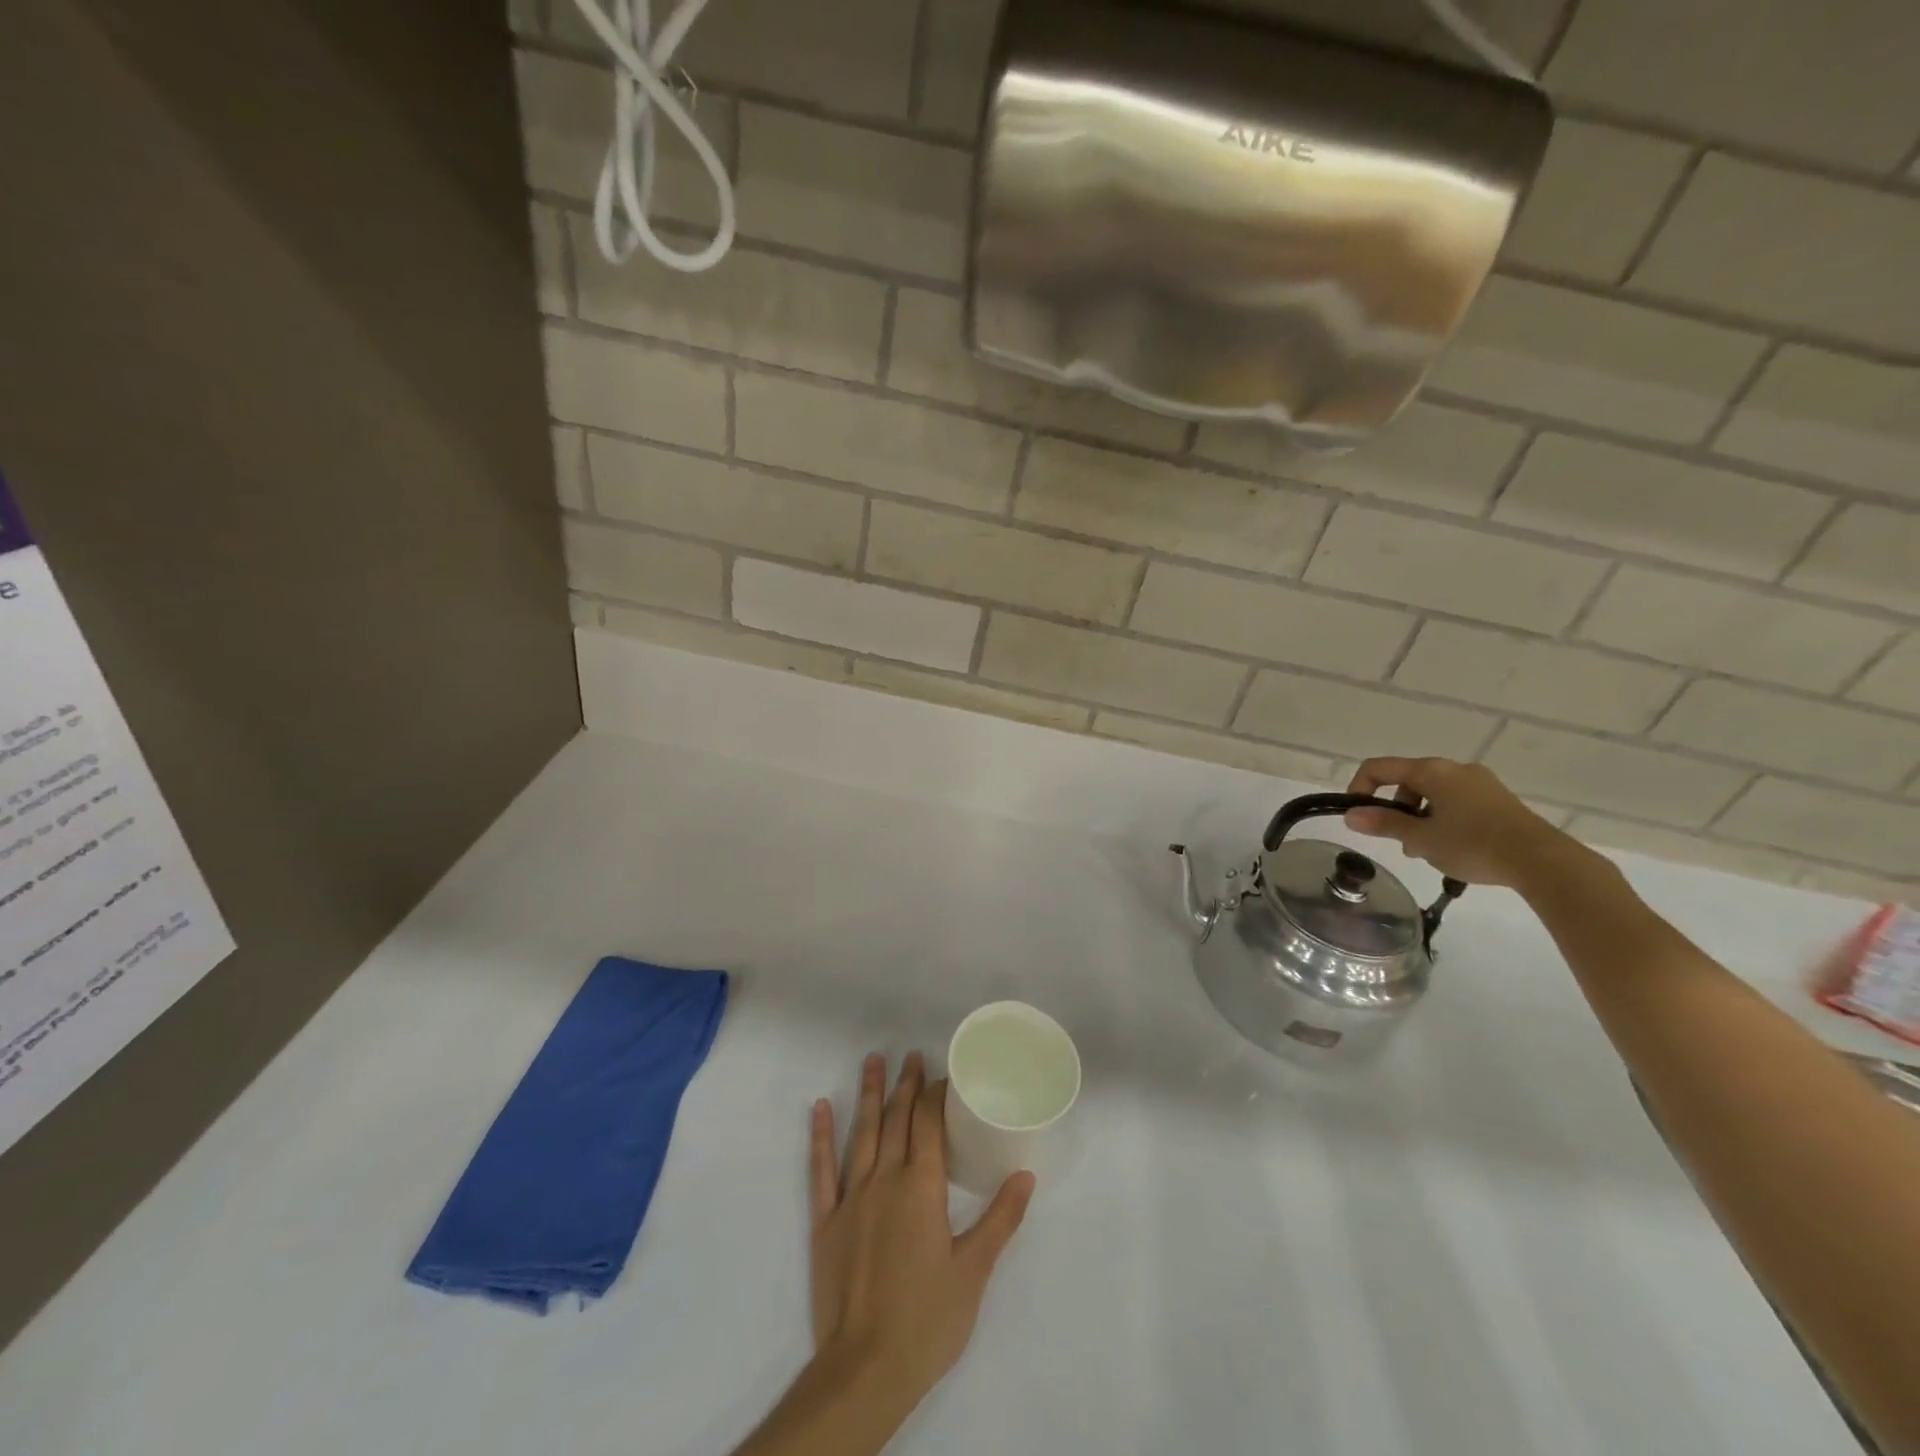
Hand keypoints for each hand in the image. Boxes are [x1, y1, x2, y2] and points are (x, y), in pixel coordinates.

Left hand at [807, 1052, 1035, 1406]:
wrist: (865, 1369)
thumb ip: (1000, 1219)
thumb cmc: (927, 1320)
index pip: (929, 1123)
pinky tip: (819, 1108)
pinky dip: (821, 1136)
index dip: (936, 1094)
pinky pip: (821, 1169)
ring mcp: (851, 1197)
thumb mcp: (974, 1271)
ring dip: (868, 1094)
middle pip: (896, 1119)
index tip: (945, 1074)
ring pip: (861, 1133)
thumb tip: (1025, 1175)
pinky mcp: (825, 1220)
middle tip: (911, 1054)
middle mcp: (885, 1179)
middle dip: (906, 1085)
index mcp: (921, 1187)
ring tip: (873, 1060)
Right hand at [1343, 757, 1574, 888]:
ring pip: (1433, 794)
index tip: (1358, 816)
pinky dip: (1442, 819)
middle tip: (1399, 840)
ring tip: (1425, 850)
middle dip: (1395, 809)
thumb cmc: (1473, 844)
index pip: (1379, 768)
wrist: (1542, 861)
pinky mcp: (1498, 800)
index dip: (1359, 788)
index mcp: (1432, 771)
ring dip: (1419, 818)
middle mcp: (1454, 769)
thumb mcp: (1421, 838)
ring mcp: (1480, 783)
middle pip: (1407, 780)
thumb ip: (1383, 824)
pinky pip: (1456, 802)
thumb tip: (1350, 815)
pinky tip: (1452, 847)